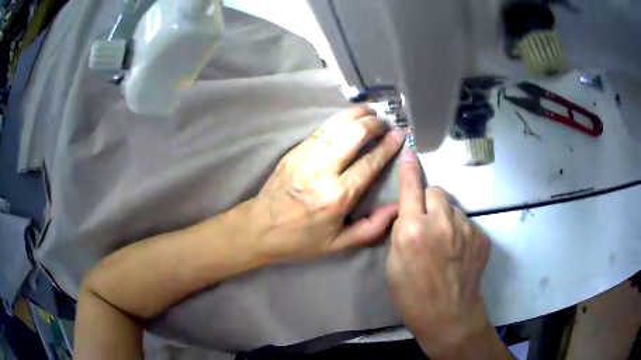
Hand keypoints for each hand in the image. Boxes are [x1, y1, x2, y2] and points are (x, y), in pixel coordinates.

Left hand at [249, 107, 404, 261]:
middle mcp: (322, 170)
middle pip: (354, 134)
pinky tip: (348, 119)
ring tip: (370, 112)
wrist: (259, 227)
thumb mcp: (339, 244)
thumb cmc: (301, 239)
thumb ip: (372, 228)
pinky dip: (338, 120)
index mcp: (337, 196)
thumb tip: (397, 207)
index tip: (400, 135)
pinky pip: (320, 128)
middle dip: (374, 124)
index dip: (388, 146)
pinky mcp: (294, 151)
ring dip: (356, 115)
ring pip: (336, 124)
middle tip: (384, 123)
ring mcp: (305, 157)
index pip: (370, 162)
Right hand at [386, 150, 494, 357]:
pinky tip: (458, 253)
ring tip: (445, 244)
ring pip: (452, 207)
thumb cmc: (412, 296)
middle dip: (429, 201)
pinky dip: (460, 231)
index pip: (410, 188)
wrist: (449, 316)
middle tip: (427, 223)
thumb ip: (401, 232)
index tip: (409, 151)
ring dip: (445, 217)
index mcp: (413, 230)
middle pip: (436, 190)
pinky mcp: (481, 237)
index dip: (408, 170)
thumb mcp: (393, 265)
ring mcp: (466, 228)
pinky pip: (467, 223)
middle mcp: (441, 223)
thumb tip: (409, 214)